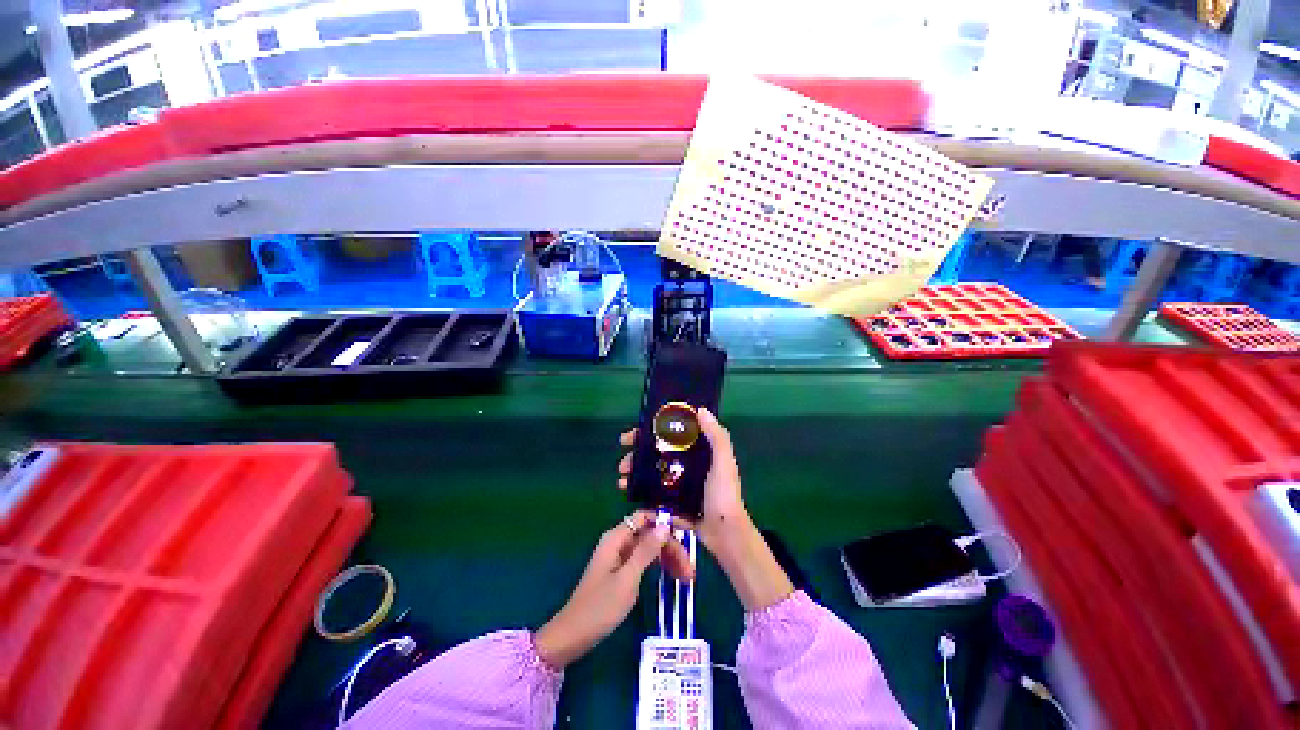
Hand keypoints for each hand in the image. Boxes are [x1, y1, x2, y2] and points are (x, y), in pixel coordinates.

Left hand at [534, 513, 691, 669]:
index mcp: (616, 537)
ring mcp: (619, 556)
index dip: (666, 524)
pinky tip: (671, 577)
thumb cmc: (600, 607)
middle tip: (689, 570)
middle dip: (670, 547)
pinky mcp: (620, 570)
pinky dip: (658, 566)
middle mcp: (618, 541)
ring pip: (649, 547)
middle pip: (650, 533)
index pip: (646, 518)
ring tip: (686, 578)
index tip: (687, 537)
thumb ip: (646, 551)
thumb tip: (665, 525)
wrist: (574, 635)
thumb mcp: (627, 579)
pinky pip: (643, 559)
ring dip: (667, 558)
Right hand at [617, 410, 793, 611]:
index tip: (635, 433)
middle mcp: (685, 465)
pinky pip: (652, 492)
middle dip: (637, 454)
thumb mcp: (723, 462)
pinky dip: (638, 490)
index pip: (671, 435)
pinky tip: (627, 491)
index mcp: (698, 453)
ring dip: (634, 472)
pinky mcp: (672, 502)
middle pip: (656, 453)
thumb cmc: (724, 494)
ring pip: (651, 472)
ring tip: (622, 478)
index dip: (652, 431)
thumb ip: (717, 437)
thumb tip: (701, 410)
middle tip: (624, 461)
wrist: (725, 534)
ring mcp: (677, 484)